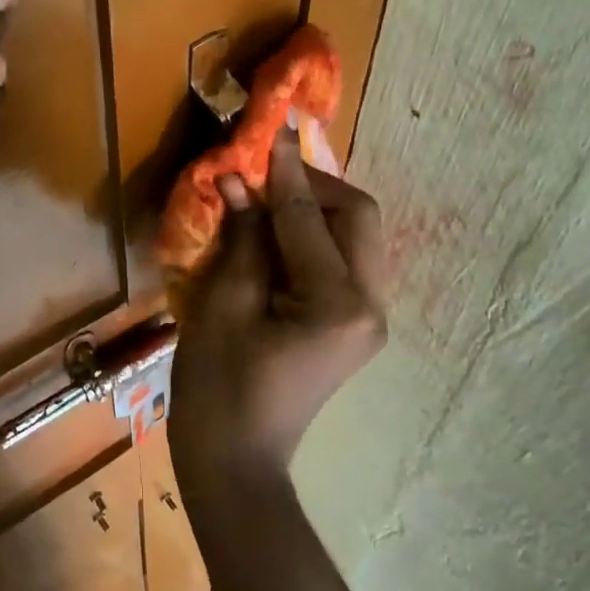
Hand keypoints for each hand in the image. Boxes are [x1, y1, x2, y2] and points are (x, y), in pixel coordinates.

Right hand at [169, 128, 386, 490]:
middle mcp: (371, 306)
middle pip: (358, 218)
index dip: (286, 171)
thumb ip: (242, 238)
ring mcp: (369, 320)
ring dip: (315, 211)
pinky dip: (313, 240)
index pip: (311, 217)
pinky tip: (275, 239)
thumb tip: (240, 181)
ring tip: (265, 204)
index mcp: (338, 302)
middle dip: (314, 187)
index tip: (273, 130)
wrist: (236, 461)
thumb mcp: (222, 304)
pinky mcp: (354, 327)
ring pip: (356, 238)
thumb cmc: (218, 387)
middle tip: (264, 176)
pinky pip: (343, 263)